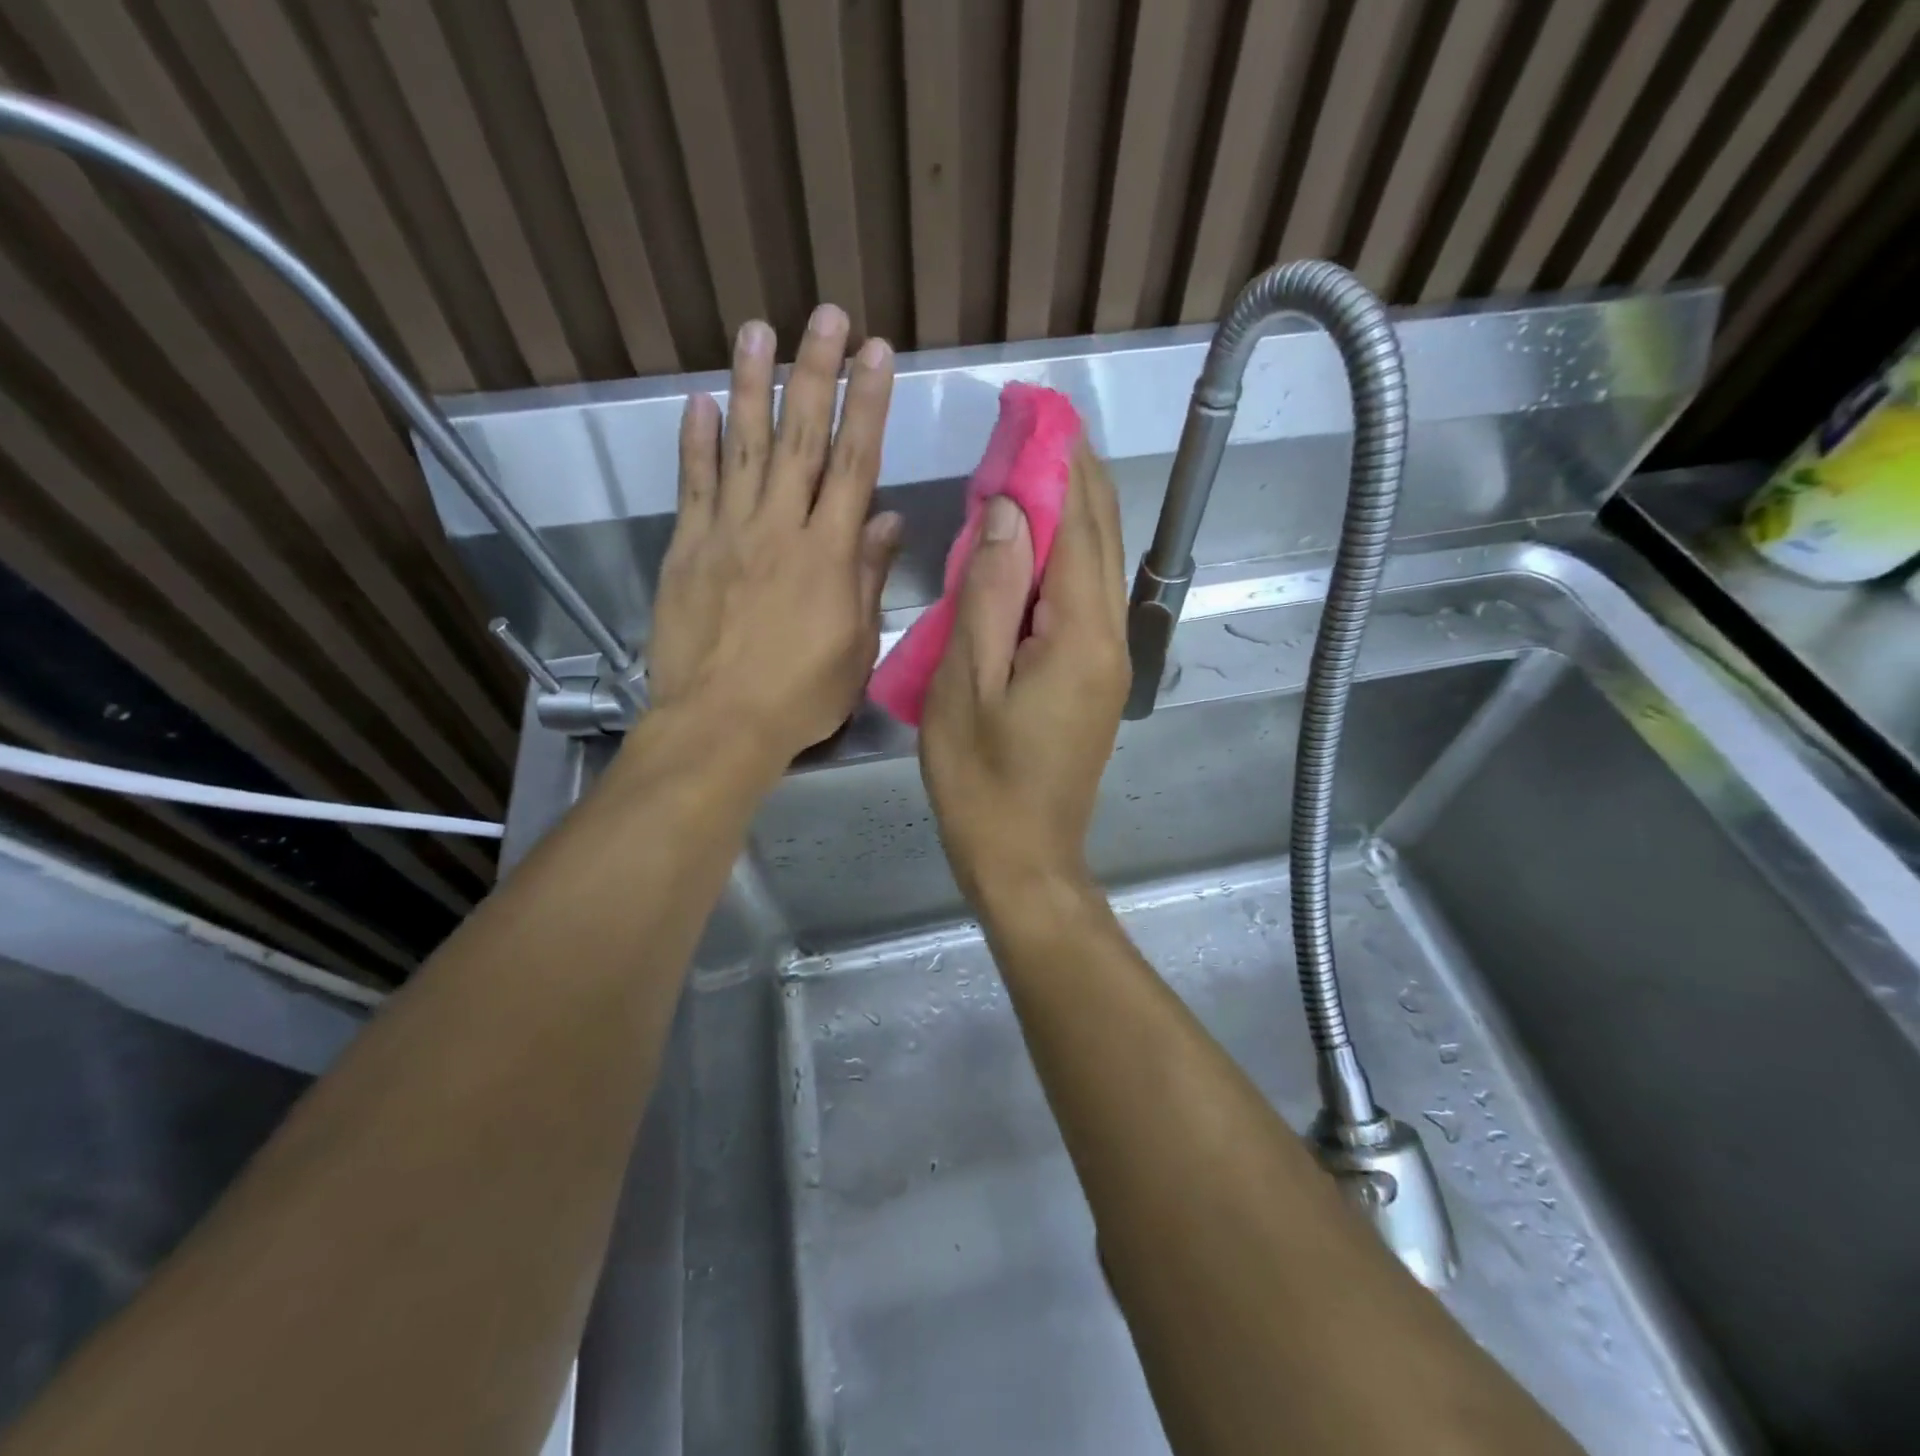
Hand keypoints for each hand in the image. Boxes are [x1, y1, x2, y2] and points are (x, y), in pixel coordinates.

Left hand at [646, 307, 901, 766]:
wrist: (720, 724)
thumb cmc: (801, 695)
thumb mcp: (856, 646)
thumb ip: (869, 577)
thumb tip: (886, 520)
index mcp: (829, 554)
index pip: (854, 463)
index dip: (867, 403)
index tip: (876, 352)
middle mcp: (780, 528)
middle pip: (801, 437)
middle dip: (817, 371)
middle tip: (825, 314)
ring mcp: (728, 533)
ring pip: (744, 446)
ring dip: (752, 385)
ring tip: (758, 330)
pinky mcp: (688, 548)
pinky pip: (694, 484)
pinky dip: (697, 441)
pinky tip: (700, 402)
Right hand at [919, 443, 1130, 901]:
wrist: (1023, 856)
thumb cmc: (981, 778)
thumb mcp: (965, 683)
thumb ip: (992, 594)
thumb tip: (1014, 512)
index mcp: (1081, 634)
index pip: (1081, 525)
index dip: (1060, 464)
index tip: (1038, 412)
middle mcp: (1111, 637)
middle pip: (1102, 538)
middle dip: (1075, 475)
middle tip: (1038, 425)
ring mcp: (1109, 660)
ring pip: (1099, 566)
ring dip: (1072, 513)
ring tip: (1032, 468)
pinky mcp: (1095, 678)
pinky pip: (1086, 600)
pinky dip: (1065, 559)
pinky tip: (1033, 547)